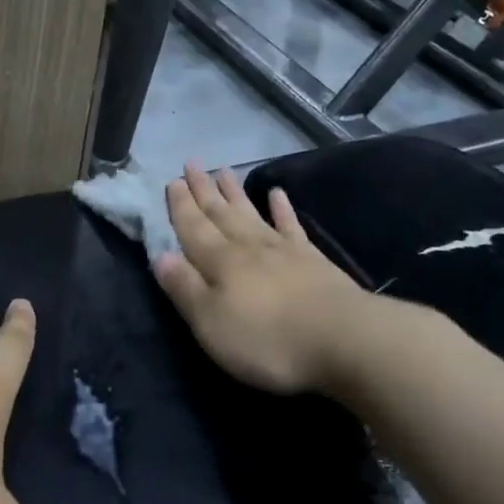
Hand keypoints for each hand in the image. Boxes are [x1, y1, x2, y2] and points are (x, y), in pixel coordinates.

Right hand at [153, 164, 380, 395]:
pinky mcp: (312, 260)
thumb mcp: (210, 322)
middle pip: (220, 213)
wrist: (343, 340)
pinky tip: (277, 193)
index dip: (180, 206)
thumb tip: (160, 256)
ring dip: (234, 192)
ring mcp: (283, 250)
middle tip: (191, 164)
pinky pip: (291, 226)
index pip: (193, 227)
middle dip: (202, 190)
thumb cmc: (267, 339)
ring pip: (250, 213)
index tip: (172, 180)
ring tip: (222, 170)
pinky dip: (282, 208)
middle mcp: (247, 246)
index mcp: (219, 261)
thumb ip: (184, 288)